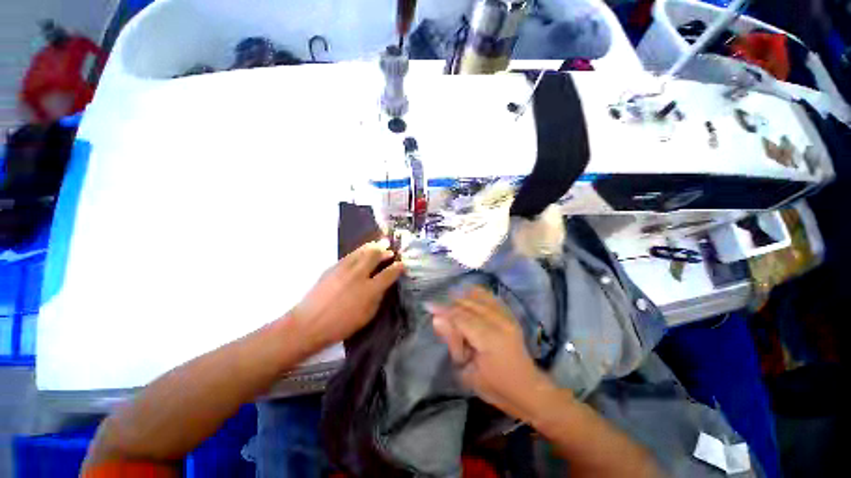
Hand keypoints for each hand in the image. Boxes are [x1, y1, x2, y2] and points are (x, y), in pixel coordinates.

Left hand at [291, 239, 403, 353]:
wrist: (309, 323)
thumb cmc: (341, 325)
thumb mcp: (367, 315)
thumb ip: (377, 297)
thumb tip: (383, 285)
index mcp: (369, 289)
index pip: (389, 273)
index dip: (398, 268)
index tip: (402, 264)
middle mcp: (359, 274)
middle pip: (375, 255)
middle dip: (384, 251)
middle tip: (390, 250)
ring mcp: (344, 269)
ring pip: (362, 251)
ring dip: (372, 247)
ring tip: (379, 244)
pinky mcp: (332, 267)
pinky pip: (350, 255)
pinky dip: (359, 251)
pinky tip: (361, 253)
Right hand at [431, 286, 554, 420]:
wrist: (529, 390)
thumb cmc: (496, 388)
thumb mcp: (469, 373)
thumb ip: (453, 342)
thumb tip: (437, 320)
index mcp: (489, 338)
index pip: (461, 317)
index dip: (443, 310)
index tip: (428, 305)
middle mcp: (499, 322)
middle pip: (469, 305)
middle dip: (450, 303)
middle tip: (436, 308)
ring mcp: (507, 317)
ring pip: (480, 297)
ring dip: (462, 296)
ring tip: (449, 298)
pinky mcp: (510, 316)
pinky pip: (491, 298)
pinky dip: (478, 294)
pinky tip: (468, 293)